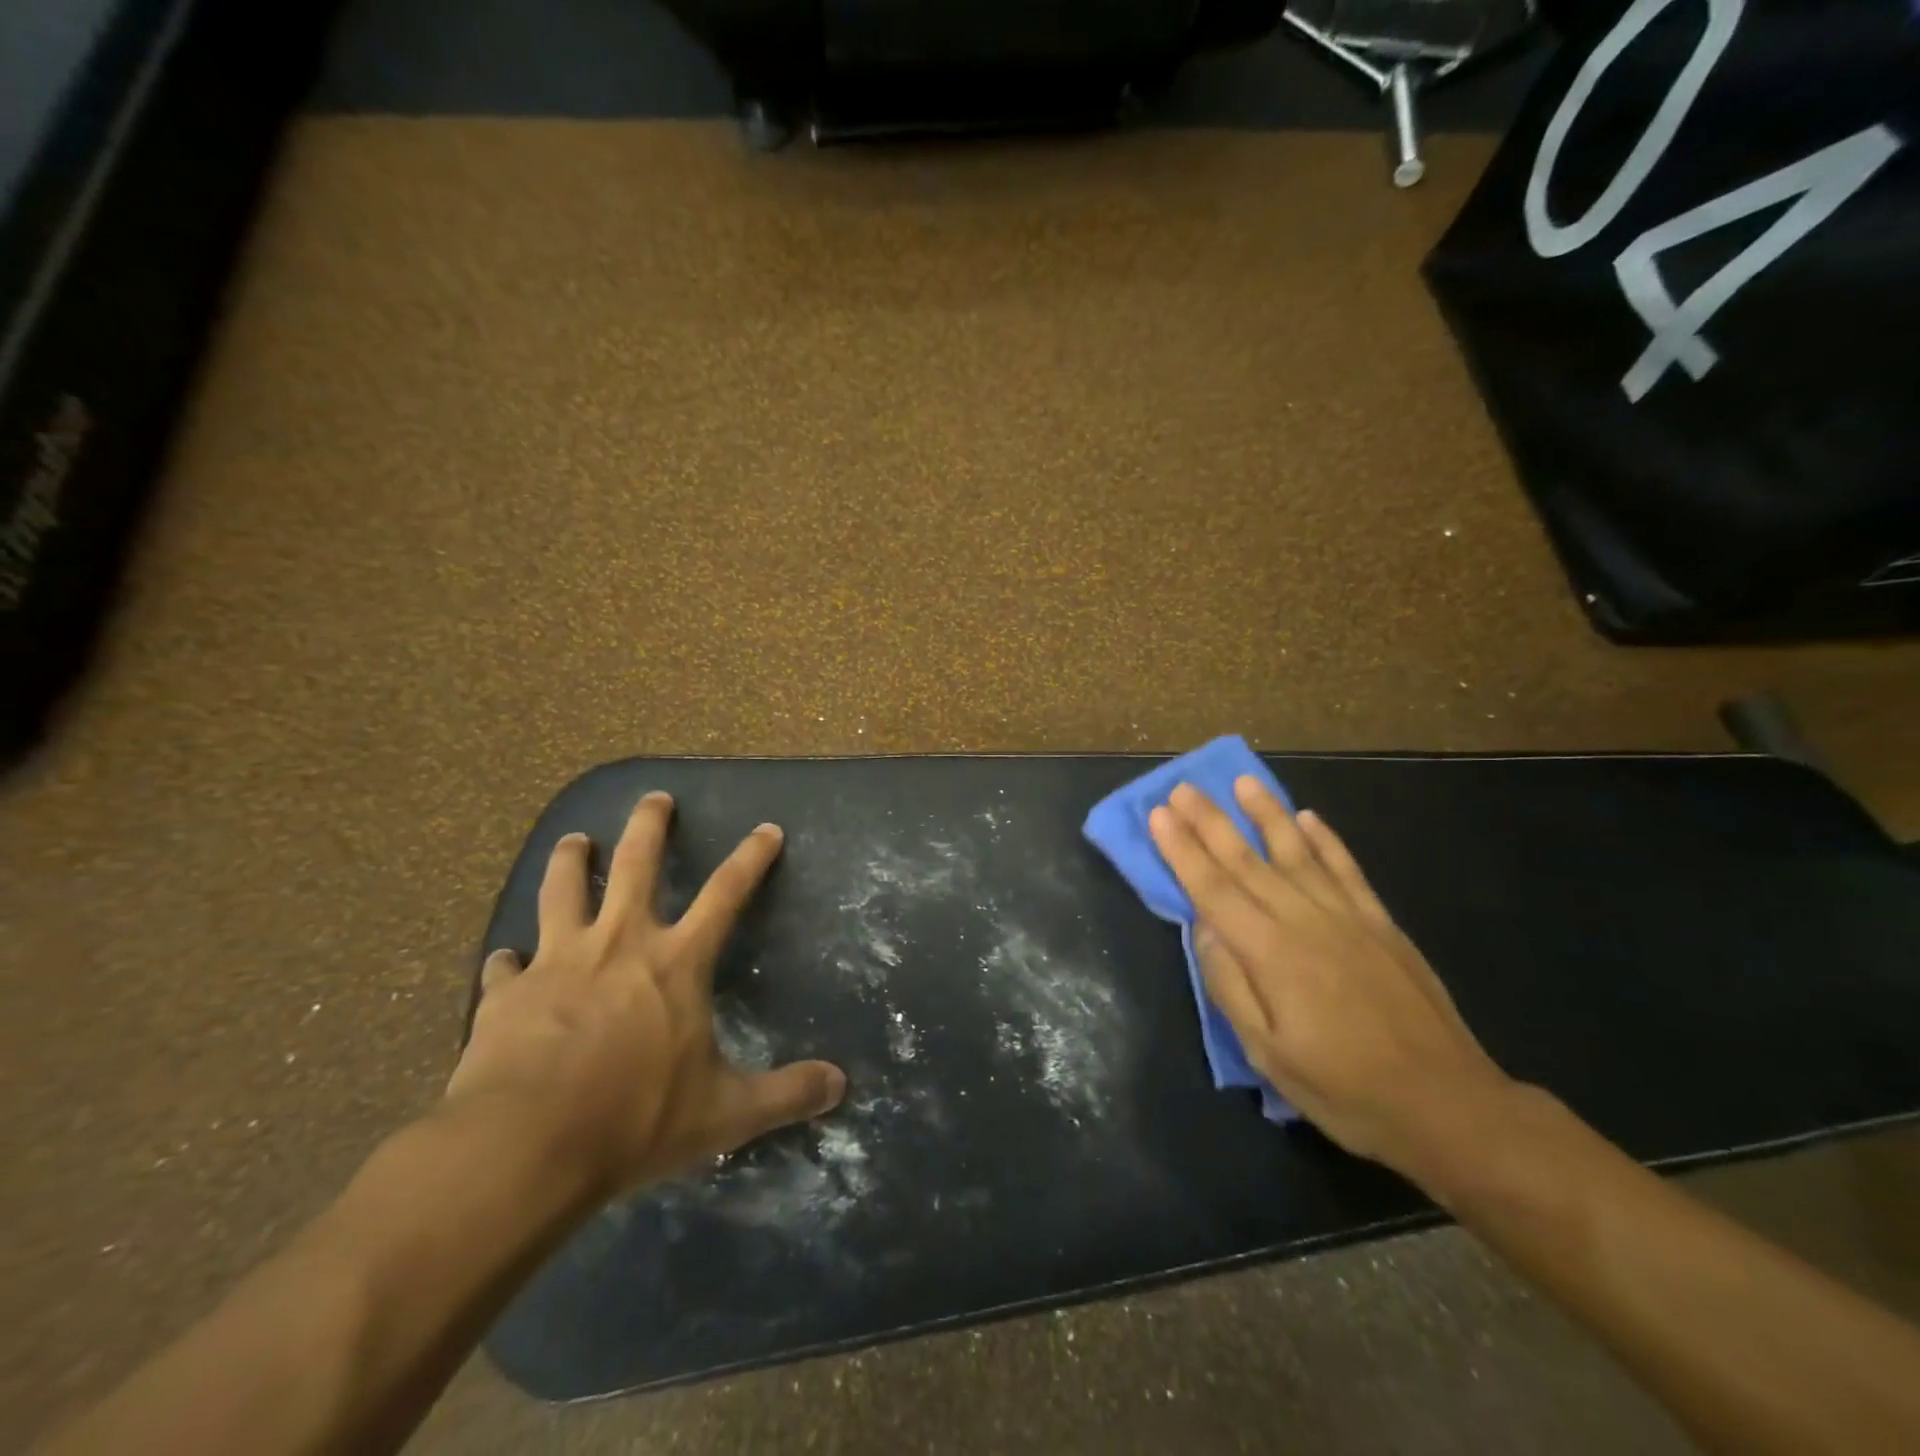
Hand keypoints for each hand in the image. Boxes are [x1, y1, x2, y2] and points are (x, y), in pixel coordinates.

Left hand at [446, 791, 846, 1200]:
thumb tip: (841, 1084)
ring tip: (574, 839)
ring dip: (569, 860)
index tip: (767, 829)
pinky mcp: (505, 994)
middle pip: (635, 863)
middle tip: (654, 797)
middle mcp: (619, 943)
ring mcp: (557, 962)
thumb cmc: (634, 1120)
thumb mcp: (724, 1114)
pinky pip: (504, 967)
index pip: (727, 893)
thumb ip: (785, 1094)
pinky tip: (502, 960)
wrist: (523, 1148)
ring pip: (562, 890)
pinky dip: (506, 961)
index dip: (751, 858)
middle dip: (648, 824)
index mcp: (676, 962)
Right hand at [1149, 778, 1515, 1176]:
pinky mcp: (1381, 923)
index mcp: (1270, 953)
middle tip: (1182, 788)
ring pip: (1296, 852)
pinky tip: (1308, 818)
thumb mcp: (1269, 1054)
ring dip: (1266, 813)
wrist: (1448, 1106)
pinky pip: (1347, 869)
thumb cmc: (1345, 1089)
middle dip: (1209, 821)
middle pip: (1246, 860)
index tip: (1158, 814)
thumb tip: (1203, 928)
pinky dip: (1326, 840)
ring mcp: (1347, 917)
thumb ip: (1230, 985)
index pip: (1212, 888)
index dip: (1182, 849)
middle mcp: (1305, 920)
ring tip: (1242, 782)